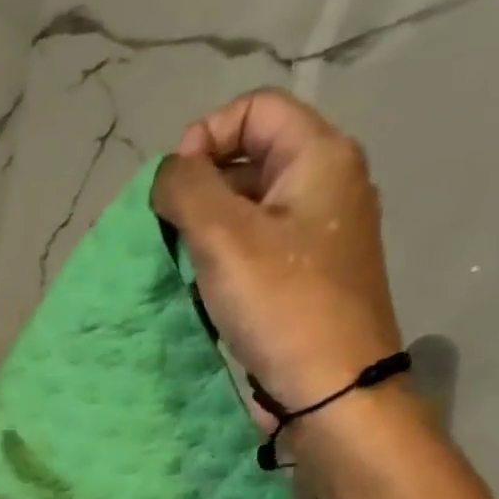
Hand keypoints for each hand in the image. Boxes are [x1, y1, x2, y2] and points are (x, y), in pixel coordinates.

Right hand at [151, 89, 404, 417]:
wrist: (331, 389)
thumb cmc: (281, 304)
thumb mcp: (223, 236)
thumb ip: (185, 188)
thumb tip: (168, 173)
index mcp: (321, 156)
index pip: (255, 109)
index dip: (204, 136)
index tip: (174, 189)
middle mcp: (329, 184)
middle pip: (251, 156)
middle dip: (201, 188)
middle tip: (173, 232)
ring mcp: (322, 233)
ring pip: (250, 206)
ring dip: (208, 228)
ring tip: (188, 265)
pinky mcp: (309, 275)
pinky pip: (259, 245)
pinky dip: (227, 258)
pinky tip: (211, 290)